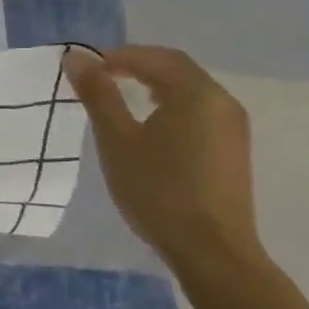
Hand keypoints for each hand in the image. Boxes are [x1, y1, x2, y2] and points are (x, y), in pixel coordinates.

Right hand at [63, 45, 265, 273]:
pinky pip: (199, 112)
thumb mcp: (117, 140)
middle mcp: (222, 102)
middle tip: (101, 77)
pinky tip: (152, 127)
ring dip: (155, 85)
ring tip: (122, 97)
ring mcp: (233, 128)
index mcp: (197, 93)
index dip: (119, 55)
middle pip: (177, 69)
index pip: (156, 57)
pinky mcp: (233, 151)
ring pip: (190, 91)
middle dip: (137, 66)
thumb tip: (75, 57)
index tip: (86, 68)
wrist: (212, 252)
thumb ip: (98, 94)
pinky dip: (171, 106)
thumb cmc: (158, 190)